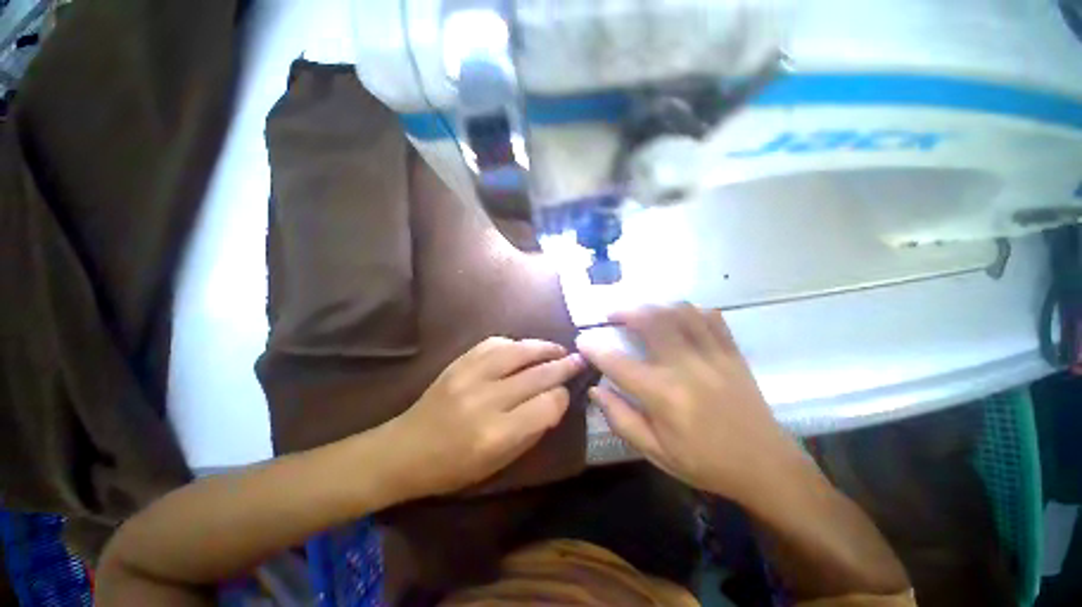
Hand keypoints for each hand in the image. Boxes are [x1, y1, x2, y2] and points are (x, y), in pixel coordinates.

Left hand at [384, 337, 584, 499]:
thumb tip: (555, 400)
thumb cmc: (454, 467)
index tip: (565, 394)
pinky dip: (515, 344)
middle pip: (537, 374)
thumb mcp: (499, 462)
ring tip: (558, 348)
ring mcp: (470, 376)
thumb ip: (532, 430)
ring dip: (543, 347)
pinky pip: (494, 343)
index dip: (562, 397)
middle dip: (563, 365)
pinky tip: (523, 349)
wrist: (405, 449)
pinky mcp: (459, 362)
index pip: (547, 405)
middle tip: (579, 359)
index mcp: (497, 434)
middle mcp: (486, 399)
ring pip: (518, 351)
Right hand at [578, 305, 805, 500]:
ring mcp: (713, 355)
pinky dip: (689, 311)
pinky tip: (678, 318)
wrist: (765, 466)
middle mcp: (686, 367)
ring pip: (679, 312)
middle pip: (651, 321)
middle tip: (612, 315)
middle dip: (625, 311)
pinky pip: (710, 317)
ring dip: (654, 306)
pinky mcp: (732, 353)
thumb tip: (595, 390)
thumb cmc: (704, 462)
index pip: (617, 362)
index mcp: (664, 395)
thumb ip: (620, 418)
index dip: (594, 348)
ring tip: (642, 313)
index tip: (582, 340)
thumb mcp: (655, 451)